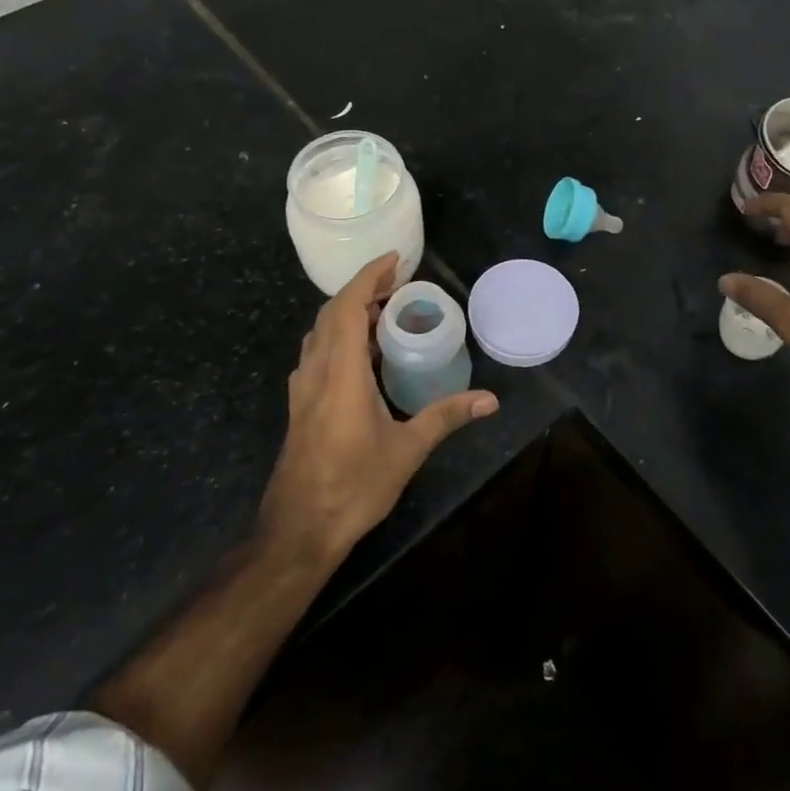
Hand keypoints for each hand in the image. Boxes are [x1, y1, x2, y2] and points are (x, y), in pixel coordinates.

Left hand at [260, 253, 497, 560]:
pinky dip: (338, 334)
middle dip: (363, 288)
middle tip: (398, 282)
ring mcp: (303, 387)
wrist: (299, 530)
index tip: (396, 260)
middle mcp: (316, 371)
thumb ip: (446, 417)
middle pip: (332, 312)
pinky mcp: (299, 403)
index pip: (349, 307)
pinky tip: (360, 352)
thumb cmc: (353, 486)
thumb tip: (490, 400)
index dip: (370, 277)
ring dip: (348, 311)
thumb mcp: (407, 450)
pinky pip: (317, 351)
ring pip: (320, 332)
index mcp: (340, 373)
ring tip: (383, 310)